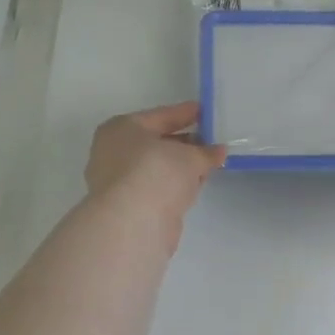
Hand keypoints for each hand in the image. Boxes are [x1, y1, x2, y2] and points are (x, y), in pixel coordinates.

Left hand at [86, 102, 225, 239]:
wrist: (133, 223)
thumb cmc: (156, 172)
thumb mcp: (189, 156)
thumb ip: (206, 152)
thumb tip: (219, 151)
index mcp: (122, 129)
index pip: (160, 116)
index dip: (185, 113)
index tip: (205, 111)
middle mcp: (115, 151)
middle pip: (157, 142)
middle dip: (185, 142)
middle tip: (212, 139)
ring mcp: (119, 181)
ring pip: (158, 167)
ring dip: (181, 165)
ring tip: (209, 162)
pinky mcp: (129, 206)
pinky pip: (158, 187)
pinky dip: (176, 184)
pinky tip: (196, 184)